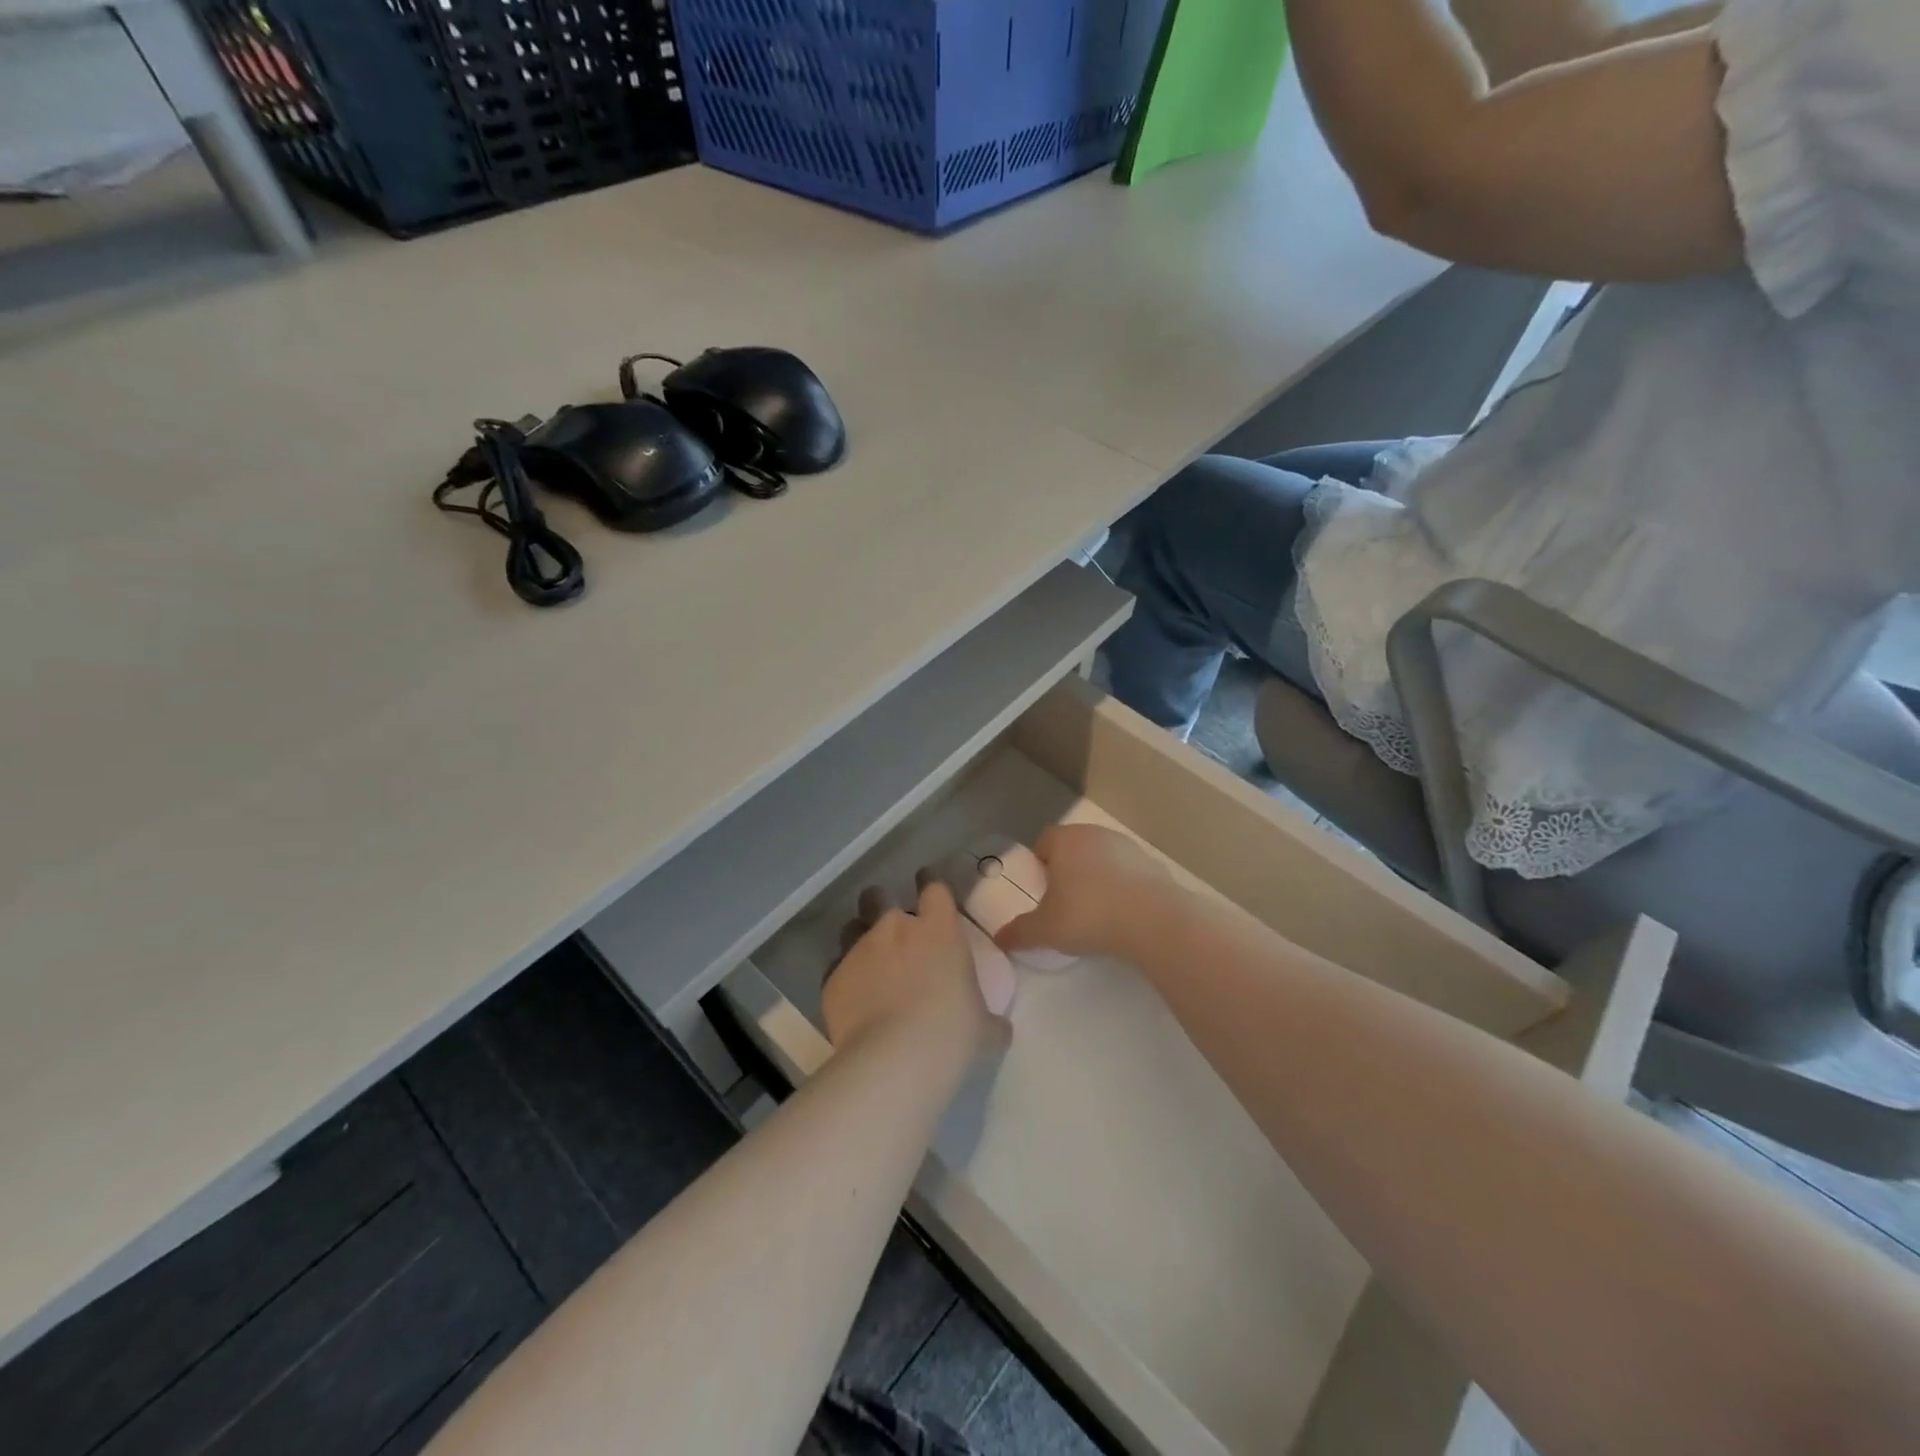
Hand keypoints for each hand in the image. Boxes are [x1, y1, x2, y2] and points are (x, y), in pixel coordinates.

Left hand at [823, 874, 1007, 1057]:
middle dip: (881, 904)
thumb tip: (998, 1027)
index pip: (933, 888)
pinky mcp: (832, 979)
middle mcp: (895, 929)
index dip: (930, 884)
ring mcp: (859, 951)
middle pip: (879, 897)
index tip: (928, 887)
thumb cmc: (952, 1036)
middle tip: (890, 926)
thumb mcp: (985, 1031)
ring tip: (868, 964)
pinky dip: (845, 980)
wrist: (895, 1061)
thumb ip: (990, 1021)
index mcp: (938, 930)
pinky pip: (836, 970)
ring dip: (859, 939)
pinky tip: (853, 1002)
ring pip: (852, 928)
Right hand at [993, 824, 1177, 961]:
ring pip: (1102, 858)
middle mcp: (1095, 834)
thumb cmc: (1088, 915)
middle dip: (1067, 870)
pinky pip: (1127, 873)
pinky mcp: (1152, 864)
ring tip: (1095, 911)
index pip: (1044, 841)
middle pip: (1073, 847)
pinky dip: (1122, 887)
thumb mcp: (1046, 929)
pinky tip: (1122, 914)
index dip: (1039, 863)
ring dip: (1096, 877)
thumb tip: (998, 939)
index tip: (1041, 890)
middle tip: (1064, 903)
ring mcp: (1127, 846)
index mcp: (1065, 840)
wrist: (1154, 921)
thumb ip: (1020, 932)